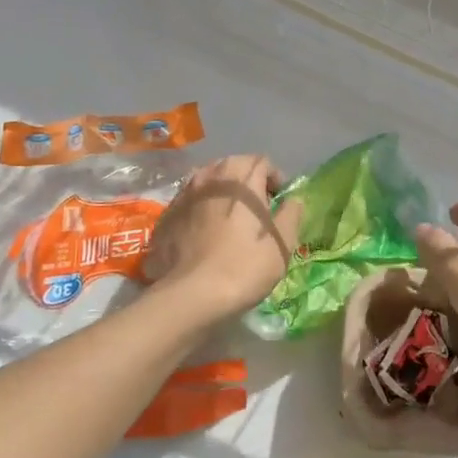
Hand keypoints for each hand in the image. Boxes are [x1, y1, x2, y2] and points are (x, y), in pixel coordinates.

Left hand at [145, 155, 302, 323]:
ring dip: (222, 195)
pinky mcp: (165, 215)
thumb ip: (291, 214)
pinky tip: (205, 237)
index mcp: (240, 177)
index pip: (262, 162)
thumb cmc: (244, 266)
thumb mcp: (282, 243)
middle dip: (247, 183)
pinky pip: (190, 203)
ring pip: (208, 183)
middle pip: (233, 168)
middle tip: (257, 212)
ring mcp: (182, 194)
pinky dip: (201, 211)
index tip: (279, 204)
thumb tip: (292, 200)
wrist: (190, 295)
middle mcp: (209, 176)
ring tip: (230, 222)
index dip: (275, 180)